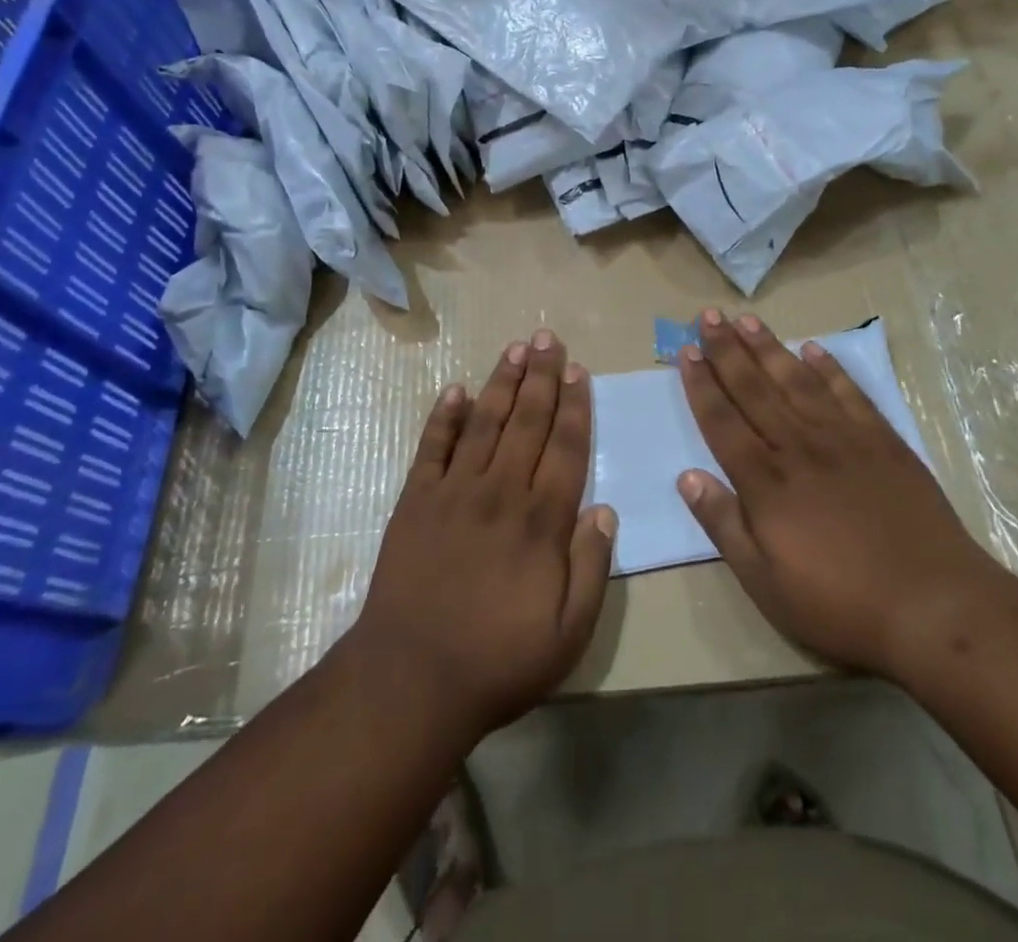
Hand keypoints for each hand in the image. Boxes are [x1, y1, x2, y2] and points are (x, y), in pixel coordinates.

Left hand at [348, 329, 616, 744]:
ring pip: (484, 423)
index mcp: (541, 521)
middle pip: (526, 421)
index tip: (578, 371)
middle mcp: (500, 492)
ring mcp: (454, 491)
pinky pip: (432, 447)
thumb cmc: (499, 660)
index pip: (565, 448)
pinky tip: (456, 390)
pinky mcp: (416, 500)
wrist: (412, 679)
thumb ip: (592, 568)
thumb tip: (605, 510)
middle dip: (541, 377)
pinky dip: (444, 416)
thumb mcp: (569, 633)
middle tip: (548, 337)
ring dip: (501, 383)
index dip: (574, 406)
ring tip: (515, 348)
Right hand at [675, 310, 1002, 677]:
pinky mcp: (883, 441)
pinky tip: (813, 349)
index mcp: (766, 481)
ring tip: (748, 320)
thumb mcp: (766, 583)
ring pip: (797, 381)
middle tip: (709, 316)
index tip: (686, 351)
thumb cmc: (841, 603)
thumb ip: (724, 525)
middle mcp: (799, 446)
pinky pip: (849, 393)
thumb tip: (687, 477)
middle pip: (754, 388)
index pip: (722, 420)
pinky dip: (829, 368)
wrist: (935, 605)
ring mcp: (844, 439)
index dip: (702, 384)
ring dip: (769, 348)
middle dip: (727, 350)